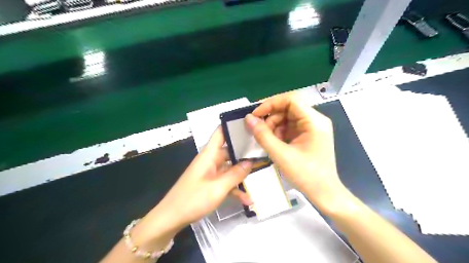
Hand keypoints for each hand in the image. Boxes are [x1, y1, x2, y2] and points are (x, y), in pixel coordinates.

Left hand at [152, 127, 252, 230]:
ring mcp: (210, 173)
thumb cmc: (192, 200)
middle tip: (263, 152)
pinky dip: (235, 188)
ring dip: (242, 174)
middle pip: (229, 151)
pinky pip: (225, 182)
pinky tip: (247, 199)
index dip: (233, 126)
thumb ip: (236, 174)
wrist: (170, 219)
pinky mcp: (210, 184)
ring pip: (230, 168)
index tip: (250, 125)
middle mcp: (210, 160)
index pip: (220, 133)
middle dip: (245, 152)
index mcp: (209, 155)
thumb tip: (250, 161)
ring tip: (261, 174)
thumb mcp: (218, 188)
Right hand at [246, 93, 346, 213]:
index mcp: (314, 121)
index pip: (291, 99)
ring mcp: (313, 127)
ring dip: (274, 126)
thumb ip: (263, 135)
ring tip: (268, 140)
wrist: (325, 193)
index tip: (256, 115)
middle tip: (260, 132)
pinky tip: (275, 143)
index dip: (271, 103)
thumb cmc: (306, 175)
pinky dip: (280, 132)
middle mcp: (315, 120)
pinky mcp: (309, 135)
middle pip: (289, 108)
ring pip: (288, 117)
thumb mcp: (281, 155)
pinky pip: (290, 126)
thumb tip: (248, 119)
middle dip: (271, 117)